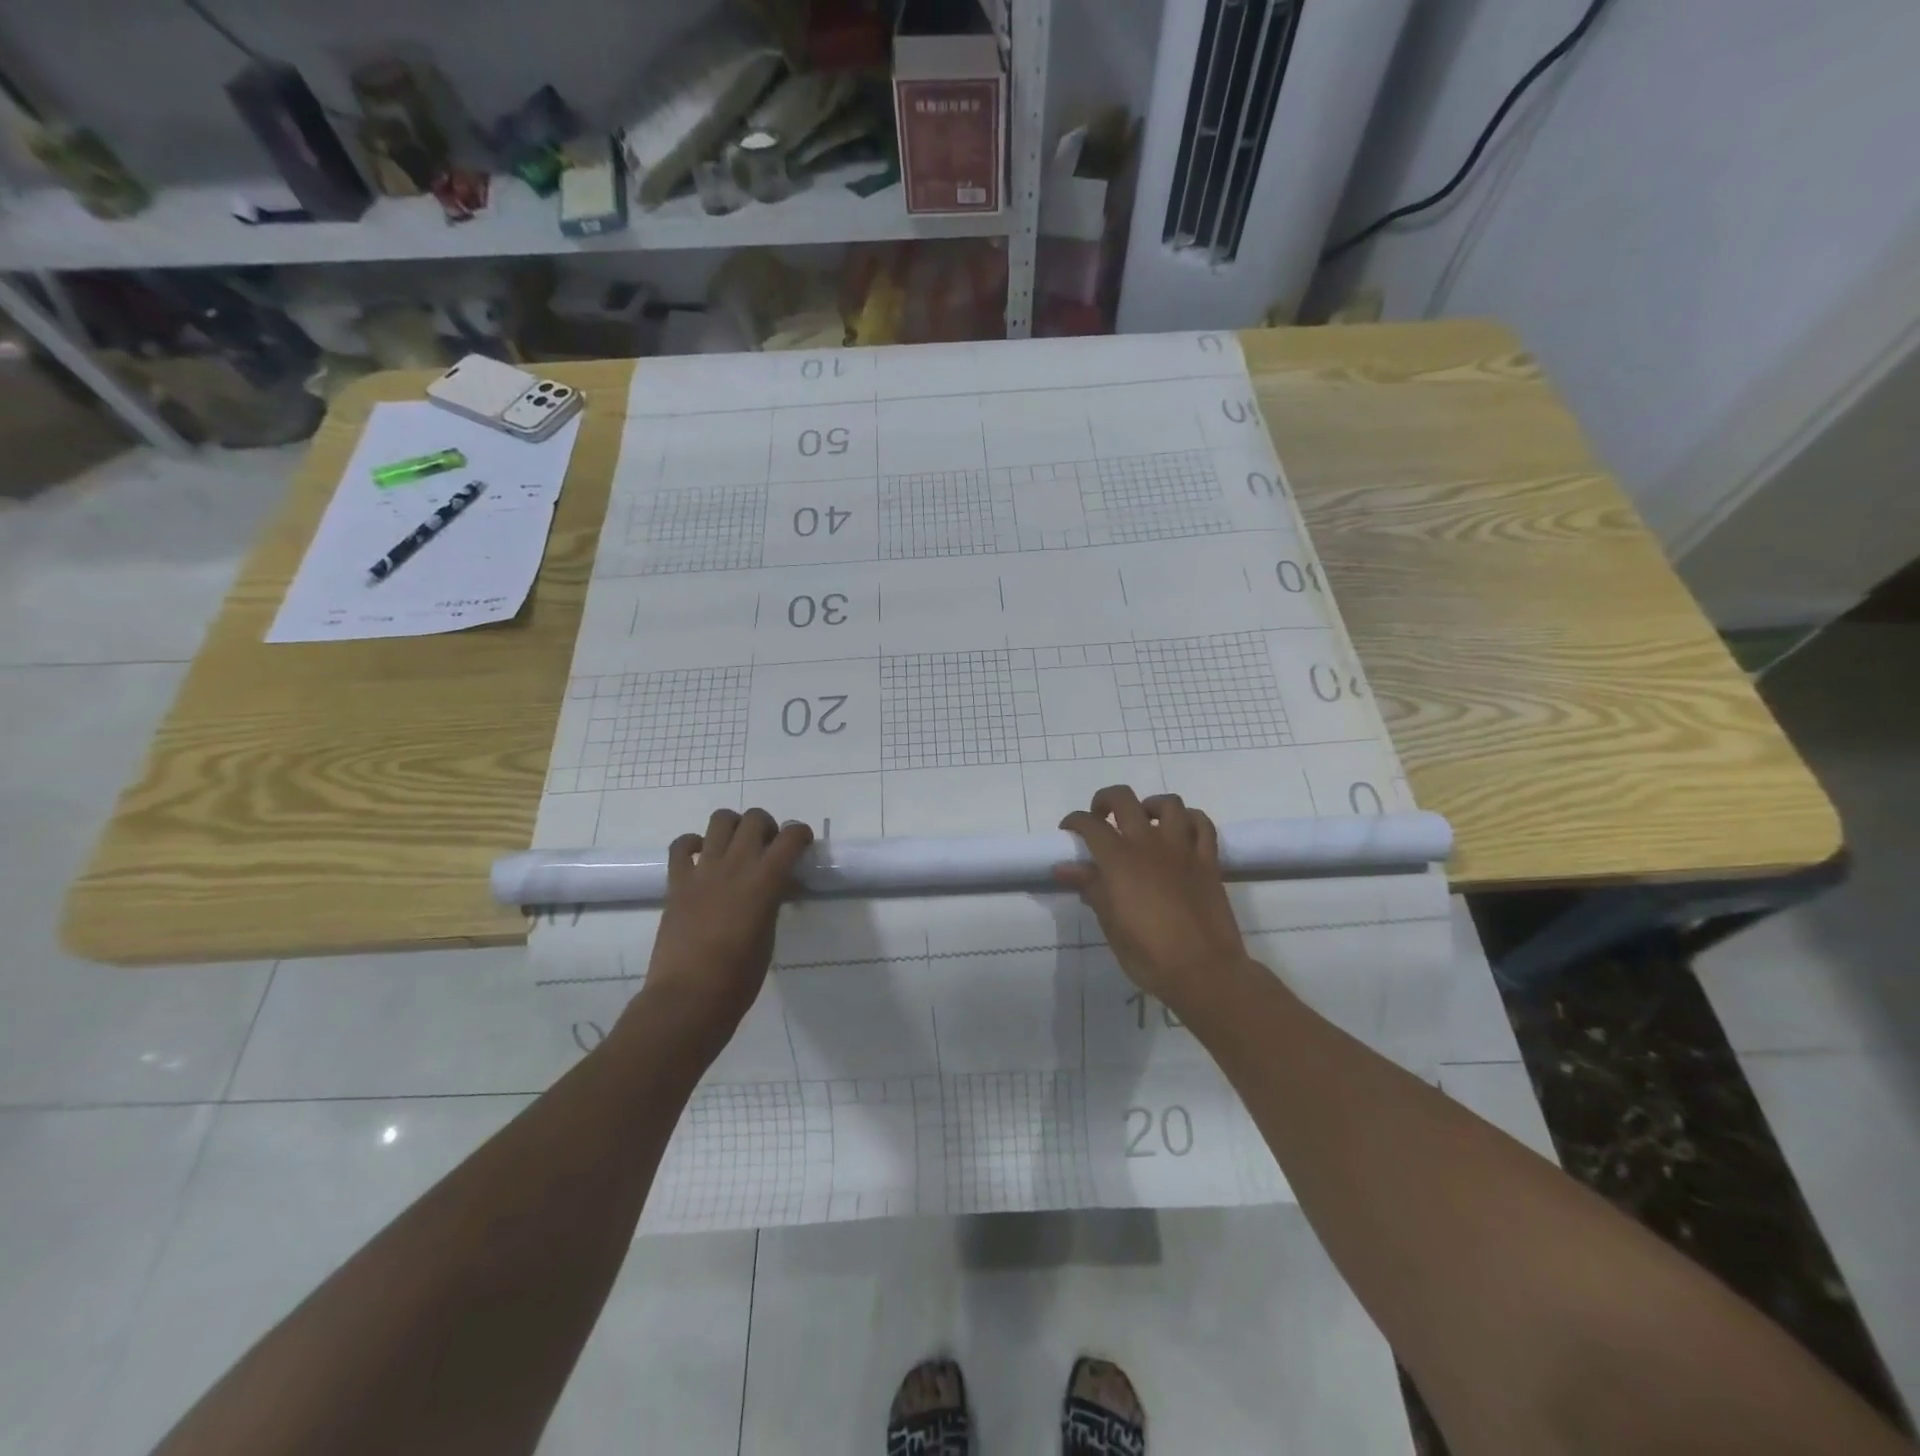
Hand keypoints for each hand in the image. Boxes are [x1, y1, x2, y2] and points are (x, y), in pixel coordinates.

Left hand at [632, 808, 812, 1057]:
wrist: (689, 998)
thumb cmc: (740, 978)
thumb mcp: (769, 935)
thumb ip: (772, 901)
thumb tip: (776, 887)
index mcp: (765, 880)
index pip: (791, 837)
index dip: (801, 834)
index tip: (802, 845)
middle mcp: (735, 864)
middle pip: (754, 819)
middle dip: (767, 826)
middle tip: (768, 848)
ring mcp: (703, 870)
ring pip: (720, 819)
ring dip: (733, 826)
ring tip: (736, 847)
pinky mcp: (677, 882)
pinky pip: (682, 846)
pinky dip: (693, 844)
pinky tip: (702, 859)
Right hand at [1056, 786, 1251, 1020]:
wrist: (1203, 971)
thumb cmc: (1148, 954)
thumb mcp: (1110, 924)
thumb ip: (1090, 887)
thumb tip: (1065, 867)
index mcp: (1119, 860)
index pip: (1090, 824)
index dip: (1074, 821)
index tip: (1069, 832)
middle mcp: (1149, 843)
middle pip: (1124, 800)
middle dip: (1106, 801)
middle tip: (1101, 818)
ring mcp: (1183, 849)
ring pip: (1169, 804)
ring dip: (1151, 805)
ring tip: (1144, 820)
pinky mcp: (1209, 860)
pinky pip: (1202, 825)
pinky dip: (1189, 819)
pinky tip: (1181, 831)